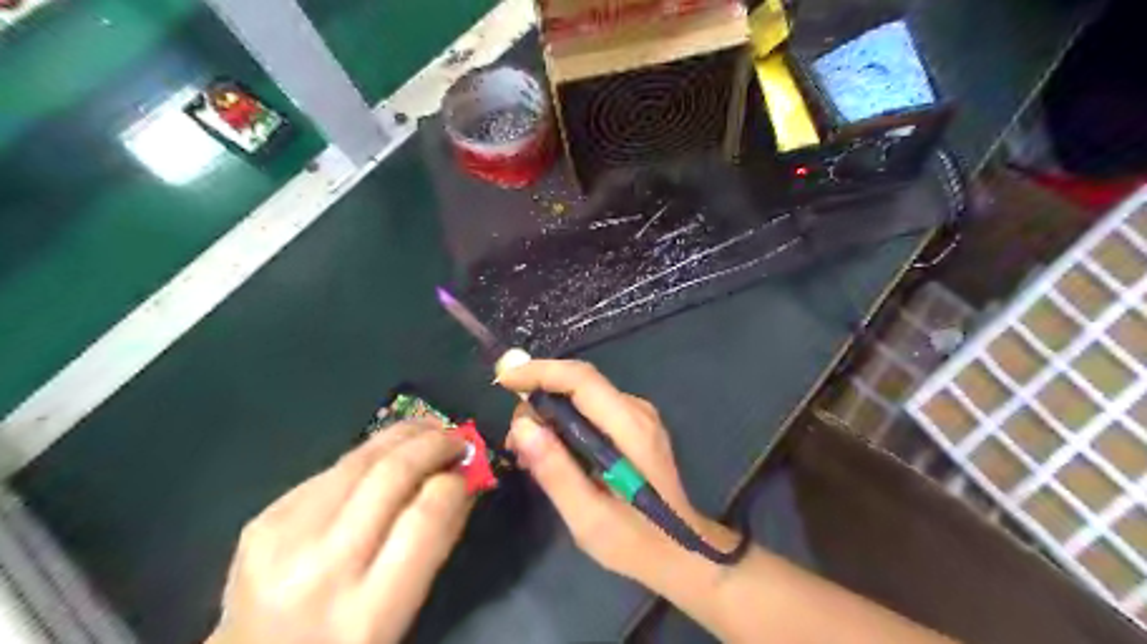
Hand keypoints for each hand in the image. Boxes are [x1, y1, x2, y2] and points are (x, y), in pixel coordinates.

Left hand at [206, 420, 470, 643]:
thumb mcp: (403, 615)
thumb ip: (436, 544)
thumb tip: (465, 479)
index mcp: (367, 614)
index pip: (424, 519)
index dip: (454, 484)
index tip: (470, 470)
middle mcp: (320, 570)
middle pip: (391, 475)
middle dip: (433, 444)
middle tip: (458, 438)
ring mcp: (282, 539)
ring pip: (359, 459)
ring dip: (402, 436)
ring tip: (427, 430)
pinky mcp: (262, 518)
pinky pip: (331, 470)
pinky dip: (367, 457)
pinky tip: (381, 459)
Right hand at [495, 360, 728, 585]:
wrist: (682, 551)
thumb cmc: (636, 541)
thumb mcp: (588, 518)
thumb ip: (555, 471)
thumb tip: (522, 426)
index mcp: (629, 428)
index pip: (581, 379)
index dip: (540, 372)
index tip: (504, 381)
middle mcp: (637, 411)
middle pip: (580, 383)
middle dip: (538, 397)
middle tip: (513, 439)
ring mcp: (638, 416)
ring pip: (583, 395)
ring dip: (549, 412)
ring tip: (527, 452)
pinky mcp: (635, 425)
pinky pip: (592, 409)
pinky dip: (565, 421)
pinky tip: (551, 452)